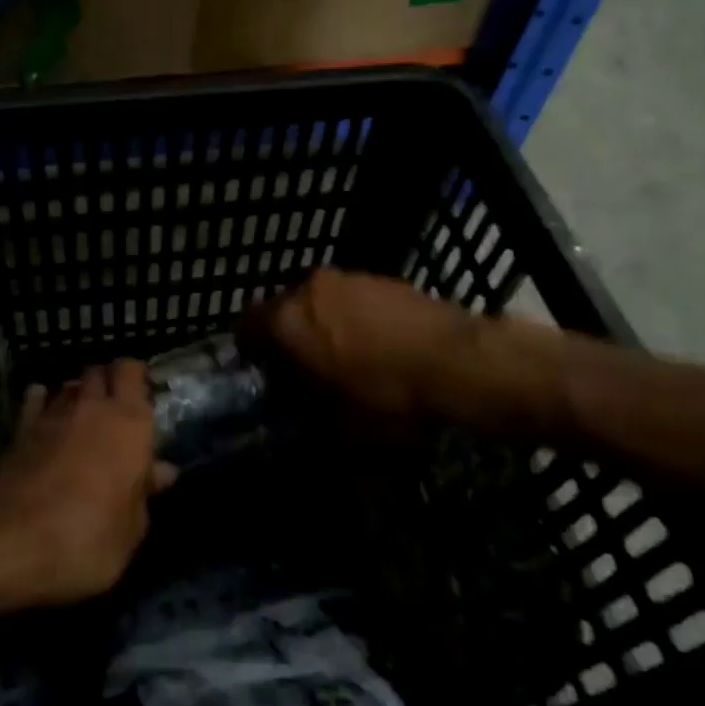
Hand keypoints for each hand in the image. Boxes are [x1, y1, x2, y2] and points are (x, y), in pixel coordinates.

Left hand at [0, 360, 175, 606]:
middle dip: (107, 383)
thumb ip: (144, 494)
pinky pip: (36, 400)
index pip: (132, 371)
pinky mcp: (21, 430)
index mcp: (130, 423)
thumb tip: (161, 471)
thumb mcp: (131, 530)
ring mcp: (53, 415)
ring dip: (78, 396)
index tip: (141, 396)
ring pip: (69, 386)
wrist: (9, 543)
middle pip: (100, 372)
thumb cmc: (87, 539)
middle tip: (115, 410)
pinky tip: (47, 417)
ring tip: (83, 418)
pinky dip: (43, 402)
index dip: (136, 377)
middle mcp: (93, 408)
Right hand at [246, 269, 564, 427]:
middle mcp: (311, 289)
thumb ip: (306, 415)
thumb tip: (299, 414)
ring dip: (322, 323)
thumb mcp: (339, 427)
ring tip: (344, 356)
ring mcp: (349, 278)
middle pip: (284, 308)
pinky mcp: (383, 278)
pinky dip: (354, 316)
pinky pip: (352, 297)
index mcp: (289, 321)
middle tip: (303, 367)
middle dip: (288, 335)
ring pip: (319, 300)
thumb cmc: (388, 398)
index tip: (263, 371)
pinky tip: (377, 344)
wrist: (459, 362)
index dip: (250, 349)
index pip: (246, 324)